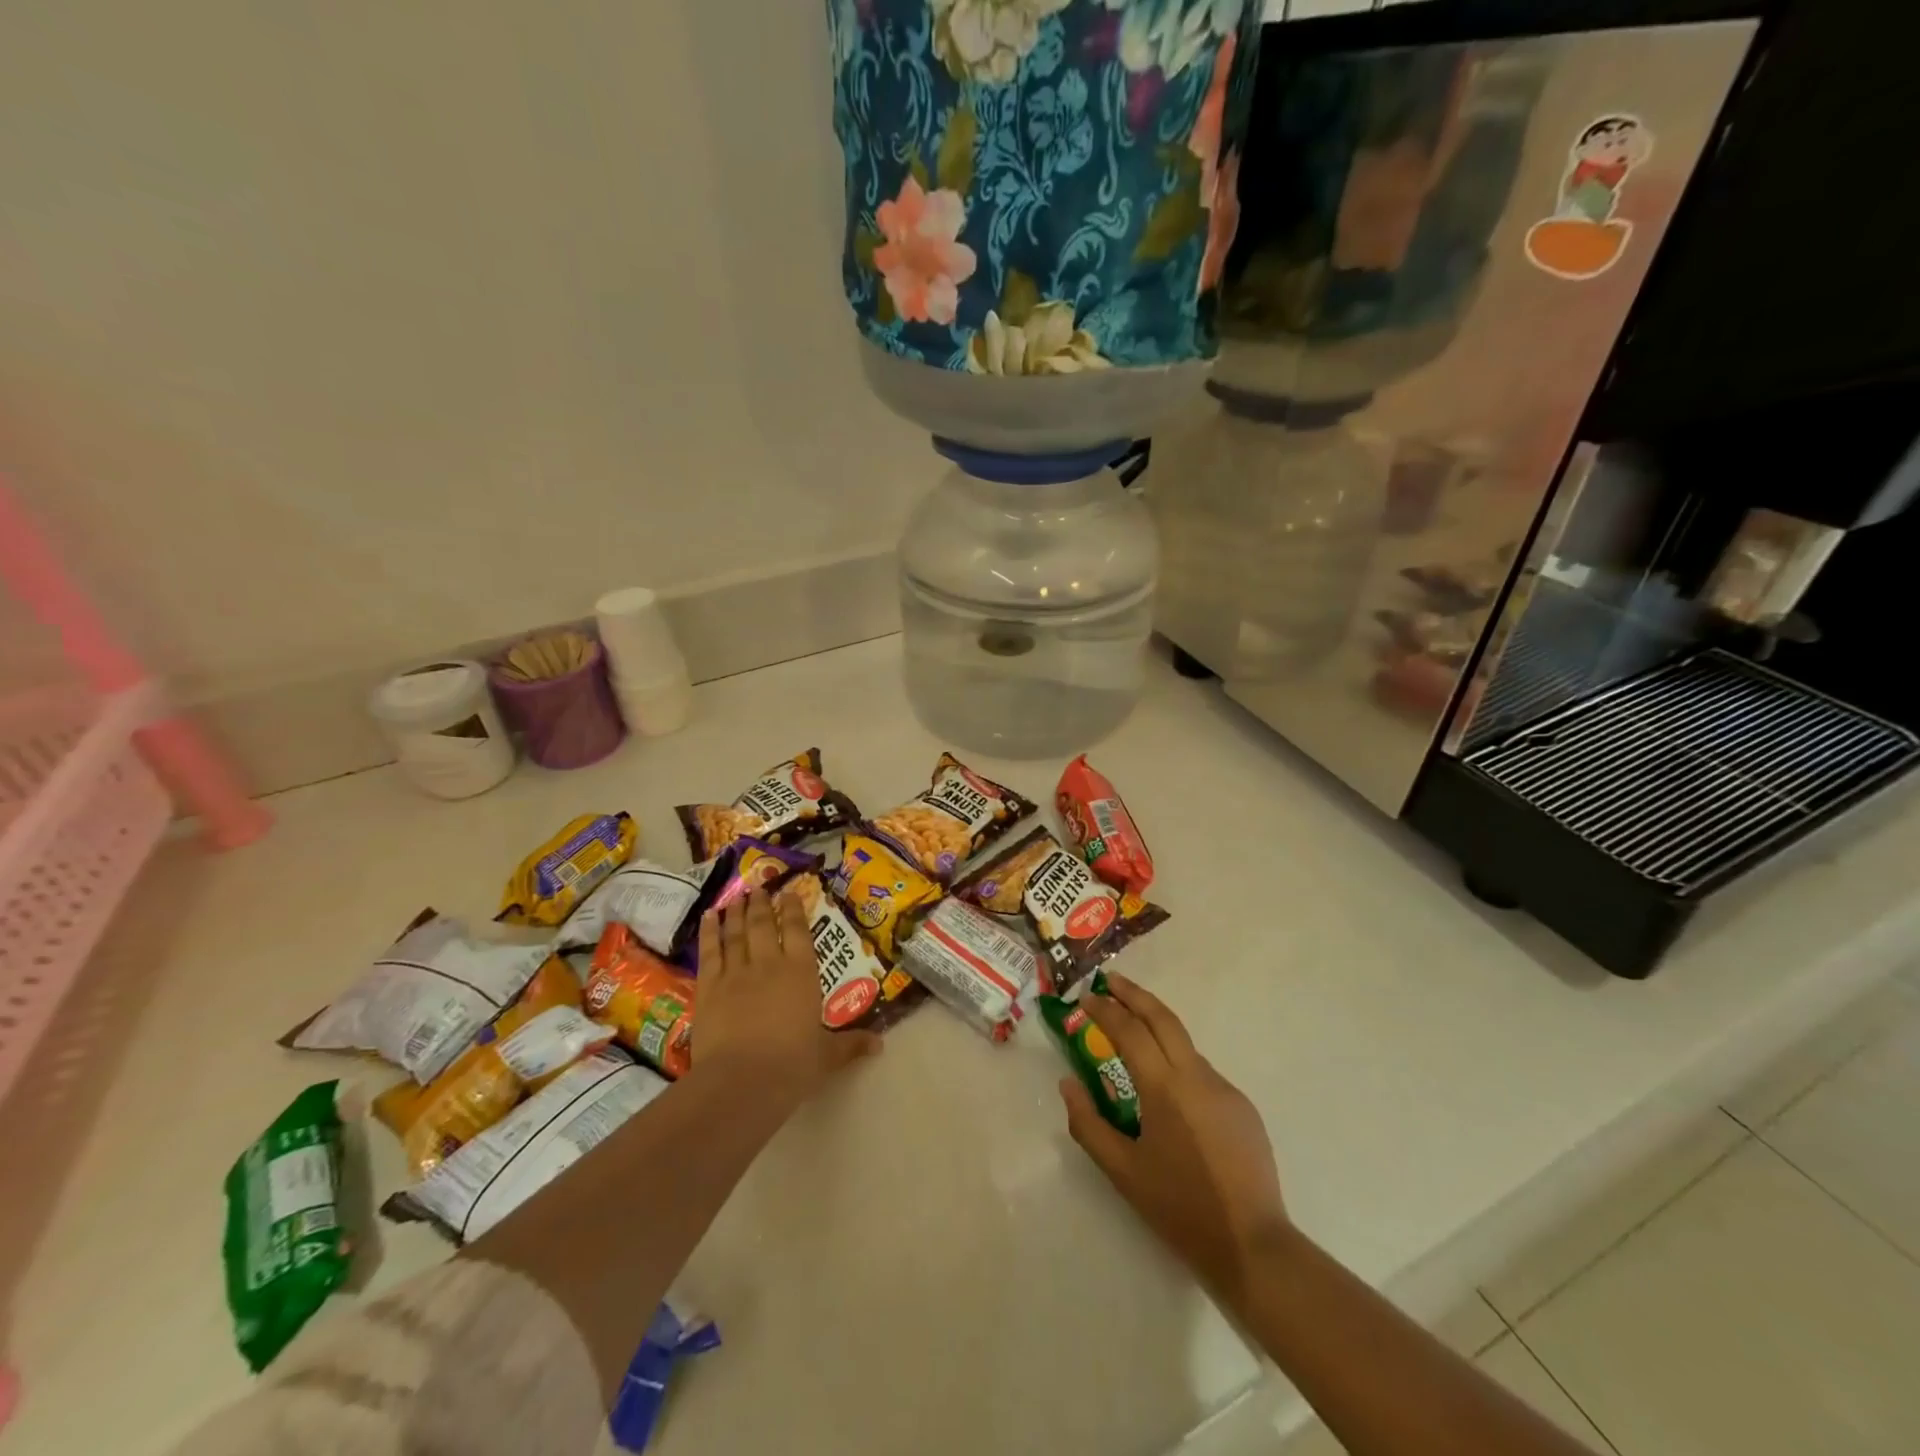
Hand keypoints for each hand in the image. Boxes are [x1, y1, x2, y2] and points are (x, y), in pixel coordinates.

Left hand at [693, 889, 878, 1105]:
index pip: (799, 931)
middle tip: (759, 887)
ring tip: (737, 897)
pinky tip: (709, 916)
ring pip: (736, 933)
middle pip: (764, 925)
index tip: (789, 893)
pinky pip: (710, 952)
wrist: (742, 1080)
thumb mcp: (826, 1056)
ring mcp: (736, 973)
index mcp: (802, 972)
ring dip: (737, 912)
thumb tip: (880, 1045)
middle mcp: (769, 963)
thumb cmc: (792, 1065)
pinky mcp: (709, 987)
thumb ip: (850, 1044)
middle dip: (762, 904)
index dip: (794, 909)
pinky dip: (710, 931)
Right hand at [1059, 973, 1288, 1304]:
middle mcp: (1197, 1076)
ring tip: (1132, 1034)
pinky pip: (1202, 1073)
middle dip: (1135, 995)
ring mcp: (1225, 1088)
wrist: (1252, 1245)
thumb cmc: (1179, 1207)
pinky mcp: (1242, 1106)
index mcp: (1165, 1088)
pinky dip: (1178, 1063)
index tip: (1086, 997)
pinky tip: (1167, 1090)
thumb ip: (1088, 1123)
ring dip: (1157, 1029)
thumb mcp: (1122, 1171)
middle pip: (1163, 1018)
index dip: (1106, 1010)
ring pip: (1184, 1045)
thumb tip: (1068, 1083)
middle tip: (1110, 981)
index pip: (1130, 1030)